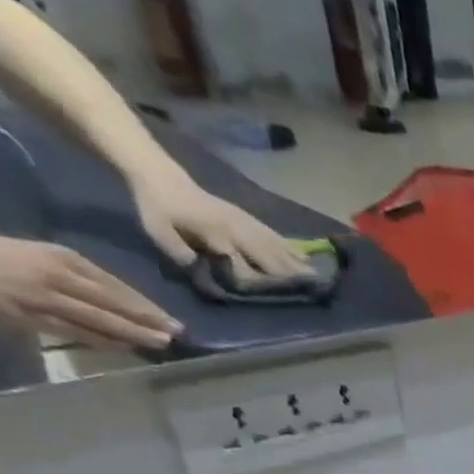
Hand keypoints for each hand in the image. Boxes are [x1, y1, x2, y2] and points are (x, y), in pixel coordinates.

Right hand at [0, 228, 181, 349]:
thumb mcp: (45, 255)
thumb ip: (82, 276)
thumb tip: (126, 301)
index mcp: (63, 258)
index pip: (115, 286)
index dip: (146, 305)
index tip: (171, 318)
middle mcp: (56, 277)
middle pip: (113, 303)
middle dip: (148, 321)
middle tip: (177, 334)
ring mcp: (42, 298)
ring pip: (98, 320)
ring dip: (132, 334)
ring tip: (160, 343)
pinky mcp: (27, 317)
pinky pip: (74, 332)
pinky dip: (102, 341)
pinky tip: (125, 347)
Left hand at [132, 174, 311, 278]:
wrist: (161, 176)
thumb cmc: (157, 207)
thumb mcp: (157, 230)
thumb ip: (180, 252)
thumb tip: (204, 271)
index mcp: (215, 233)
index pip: (241, 263)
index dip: (256, 282)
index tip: (273, 297)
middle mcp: (236, 229)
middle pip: (267, 256)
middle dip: (288, 274)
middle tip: (311, 290)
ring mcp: (245, 223)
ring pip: (275, 246)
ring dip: (296, 263)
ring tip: (315, 277)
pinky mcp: (248, 219)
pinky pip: (275, 235)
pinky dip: (291, 247)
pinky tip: (305, 256)